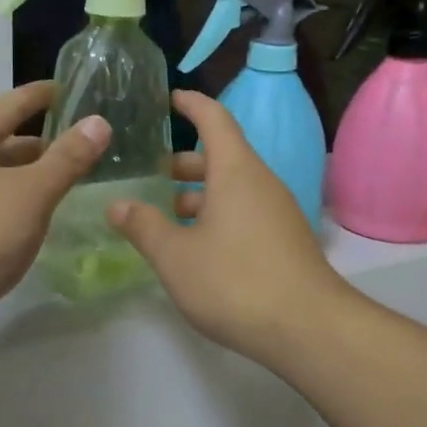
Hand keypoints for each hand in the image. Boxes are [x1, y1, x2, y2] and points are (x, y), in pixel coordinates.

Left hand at [0, 81, 109, 357]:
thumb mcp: (31, 192)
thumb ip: (67, 158)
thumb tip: (99, 122)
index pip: (11, 104)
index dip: (42, 95)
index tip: (71, 88)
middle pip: (4, 142)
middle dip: (43, 141)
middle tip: (84, 143)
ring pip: (0, 178)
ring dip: (32, 176)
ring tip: (71, 181)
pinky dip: (20, 205)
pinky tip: (41, 220)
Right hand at [107, 90, 350, 362]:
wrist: (308, 328)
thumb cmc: (235, 281)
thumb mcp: (176, 256)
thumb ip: (143, 227)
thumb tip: (117, 205)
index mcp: (235, 171)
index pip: (214, 119)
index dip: (192, 104)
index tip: (170, 98)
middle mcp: (260, 182)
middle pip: (222, 155)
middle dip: (185, 161)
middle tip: (151, 172)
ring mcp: (277, 212)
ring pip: (233, 187)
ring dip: (199, 193)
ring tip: (166, 213)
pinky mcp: (285, 240)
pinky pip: (245, 211)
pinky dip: (218, 214)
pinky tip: (197, 245)